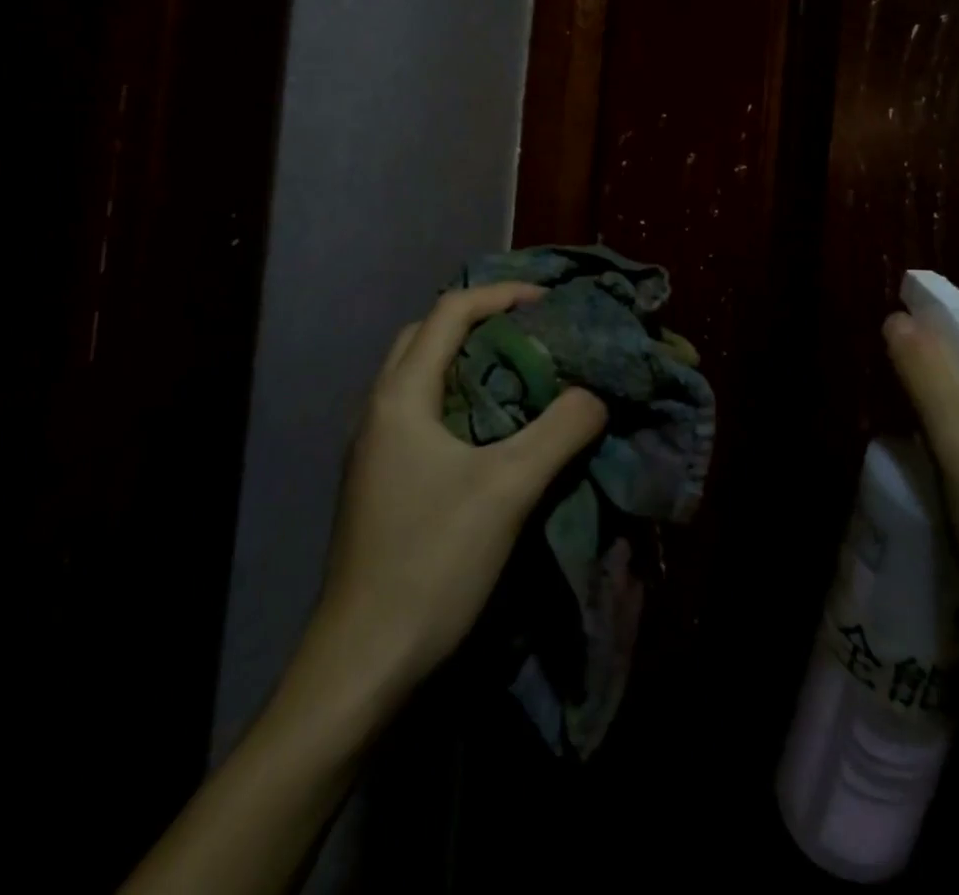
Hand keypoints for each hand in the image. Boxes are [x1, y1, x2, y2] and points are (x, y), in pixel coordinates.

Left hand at [310, 283, 607, 694]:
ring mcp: (373, 448)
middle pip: (426, 336)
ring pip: (421, 376)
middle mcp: (378, 410)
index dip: (501, 295)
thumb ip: (560, 430)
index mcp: (400, 397)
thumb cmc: (432, 562)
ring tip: (520, 374)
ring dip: (467, 362)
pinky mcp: (380, 481)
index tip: (549, 301)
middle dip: (479, 322)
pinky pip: (421, 413)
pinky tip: (492, 431)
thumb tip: (594, 395)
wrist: (363, 663)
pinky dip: (458, 399)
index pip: (449, 312)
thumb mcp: (509, 489)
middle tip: (532, 334)